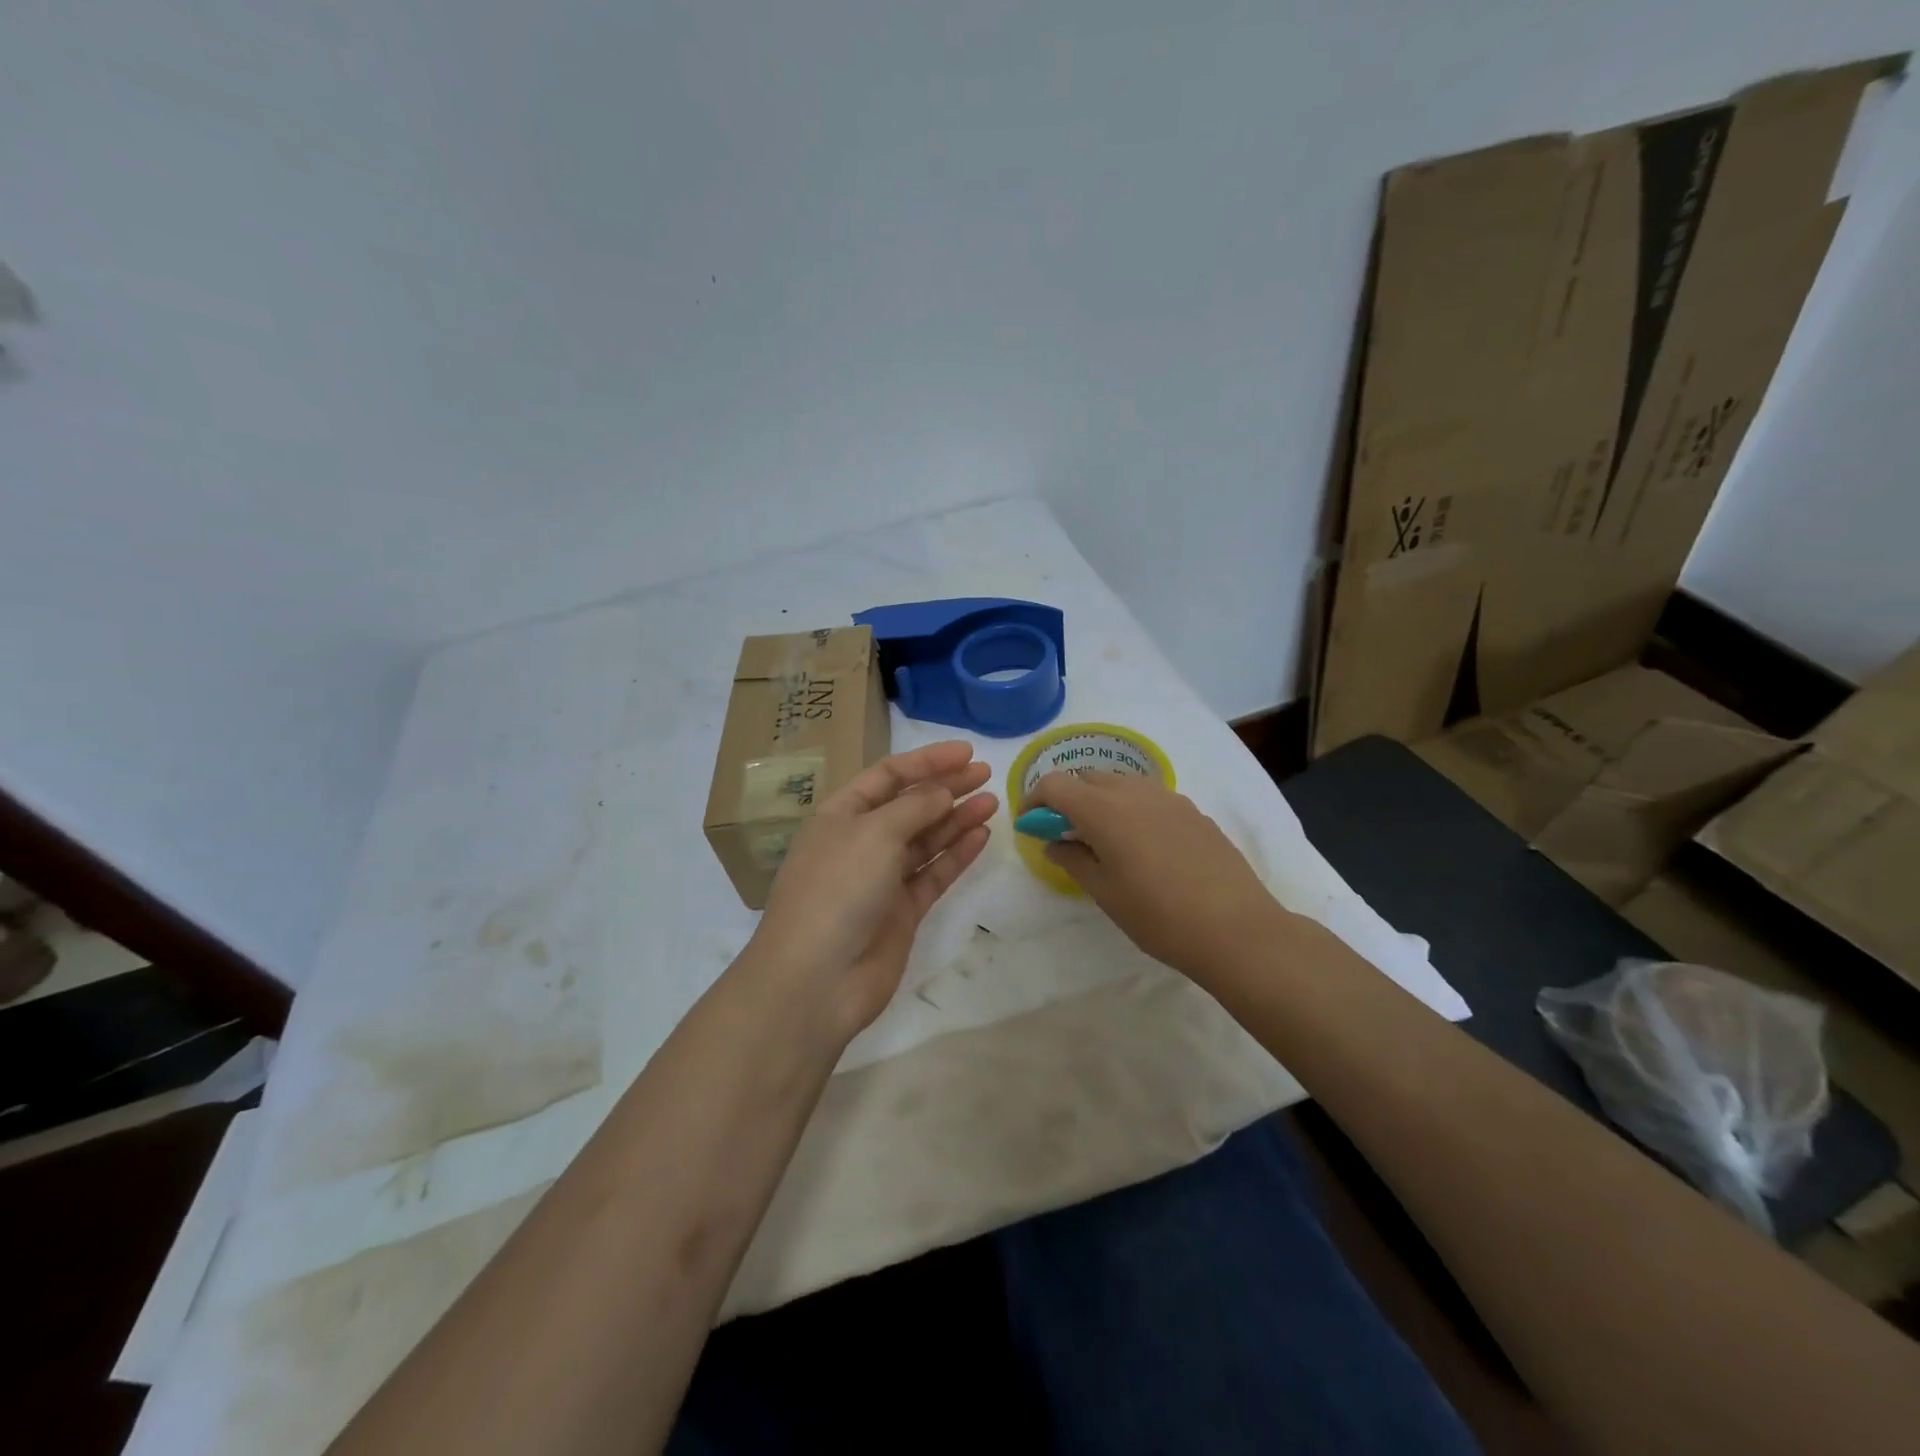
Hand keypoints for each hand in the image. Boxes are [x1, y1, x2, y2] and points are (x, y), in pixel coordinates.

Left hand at [749, 741, 996, 1039]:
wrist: (816, 979)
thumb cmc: (837, 889)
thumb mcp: (874, 833)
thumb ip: (915, 807)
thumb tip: (943, 792)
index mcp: (840, 815)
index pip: (887, 776)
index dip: (926, 761)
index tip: (966, 753)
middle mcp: (860, 843)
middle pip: (909, 806)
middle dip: (946, 788)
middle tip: (986, 774)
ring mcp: (881, 879)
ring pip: (925, 840)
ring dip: (956, 818)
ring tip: (993, 801)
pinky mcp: (901, 912)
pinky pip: (933, 874)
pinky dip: (956, 855)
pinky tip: (982, 836)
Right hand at [1027, 771, 1284, 982]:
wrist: (1236, 929)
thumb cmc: (1158, 916)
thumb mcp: (1104, 893)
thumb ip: (1073, 860)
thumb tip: (1054, 844)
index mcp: (1103, 810)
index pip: (1055, 785)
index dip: (1035, 800)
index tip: (1031, 824)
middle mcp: (1134, 792)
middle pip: (1088, 777)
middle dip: (1068, 797)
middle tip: (1064, 832)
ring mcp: (1168, 798)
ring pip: (1121, 783)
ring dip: (1101, 799)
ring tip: (1103, 838)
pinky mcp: (1193, 811)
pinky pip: (1150, 797)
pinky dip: (1131, 808)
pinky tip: (1142, 845)